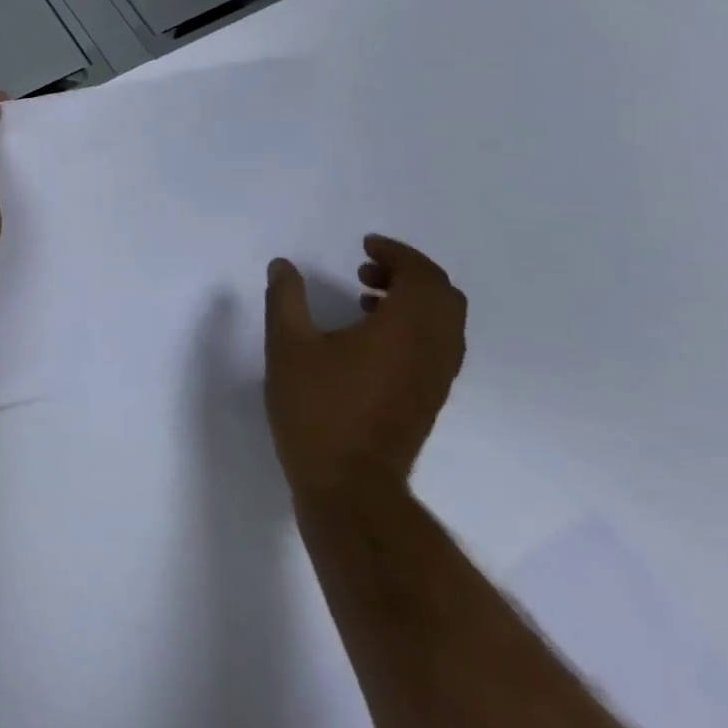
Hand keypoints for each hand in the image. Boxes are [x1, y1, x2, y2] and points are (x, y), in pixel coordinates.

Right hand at [264, 236, 466, 505]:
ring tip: (365, 297)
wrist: (349, 482)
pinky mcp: (429, 396)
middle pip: (443, 295)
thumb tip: (284, 265)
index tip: (364, 245)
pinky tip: (369, 336)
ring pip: (444, 321)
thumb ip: (285, 299)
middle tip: (365, 268)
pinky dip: (413, 324)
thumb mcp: (288, 346)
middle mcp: (433, 349)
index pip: (422, 275)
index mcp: (405, 329)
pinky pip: (437, 344)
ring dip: (412, 298)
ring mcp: (436, 376)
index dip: (397, 253)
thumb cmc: (317, 408)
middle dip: (408, 272)